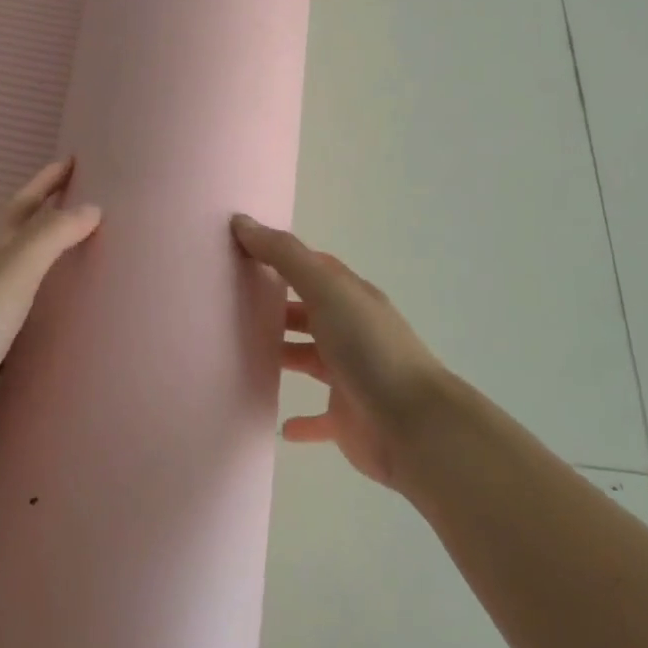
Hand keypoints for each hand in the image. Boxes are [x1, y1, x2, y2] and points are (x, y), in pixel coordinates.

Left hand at [0, 159, 100, 464]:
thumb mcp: (10, 275)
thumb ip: (50, 237)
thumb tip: (90, 207)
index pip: (14, 206)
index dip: (44, 183)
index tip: (72, 161)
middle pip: (6, 237)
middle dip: (39, 219)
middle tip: (77, 205)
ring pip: (4, 276)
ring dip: (33, 263)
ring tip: (65, 257)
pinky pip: (2, 314)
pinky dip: (26, 306)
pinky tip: (42, 320)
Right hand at [231, 215, 448, 488]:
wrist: (414, 425)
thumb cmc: (369, 348)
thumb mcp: (326, 290)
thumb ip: (285, 256)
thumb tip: (242, 222)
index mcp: (351, 298)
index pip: (315, 269)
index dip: (283, 259)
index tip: (244, 255)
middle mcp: (352, 332)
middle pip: (310, 313)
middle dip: (278, 308)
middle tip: (233, 306)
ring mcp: (350, 376)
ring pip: (311, 360)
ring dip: (285, 356)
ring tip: (243, 355)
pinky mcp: (347, 418)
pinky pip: (319, 418)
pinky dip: (302, 421)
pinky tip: (281, 425)